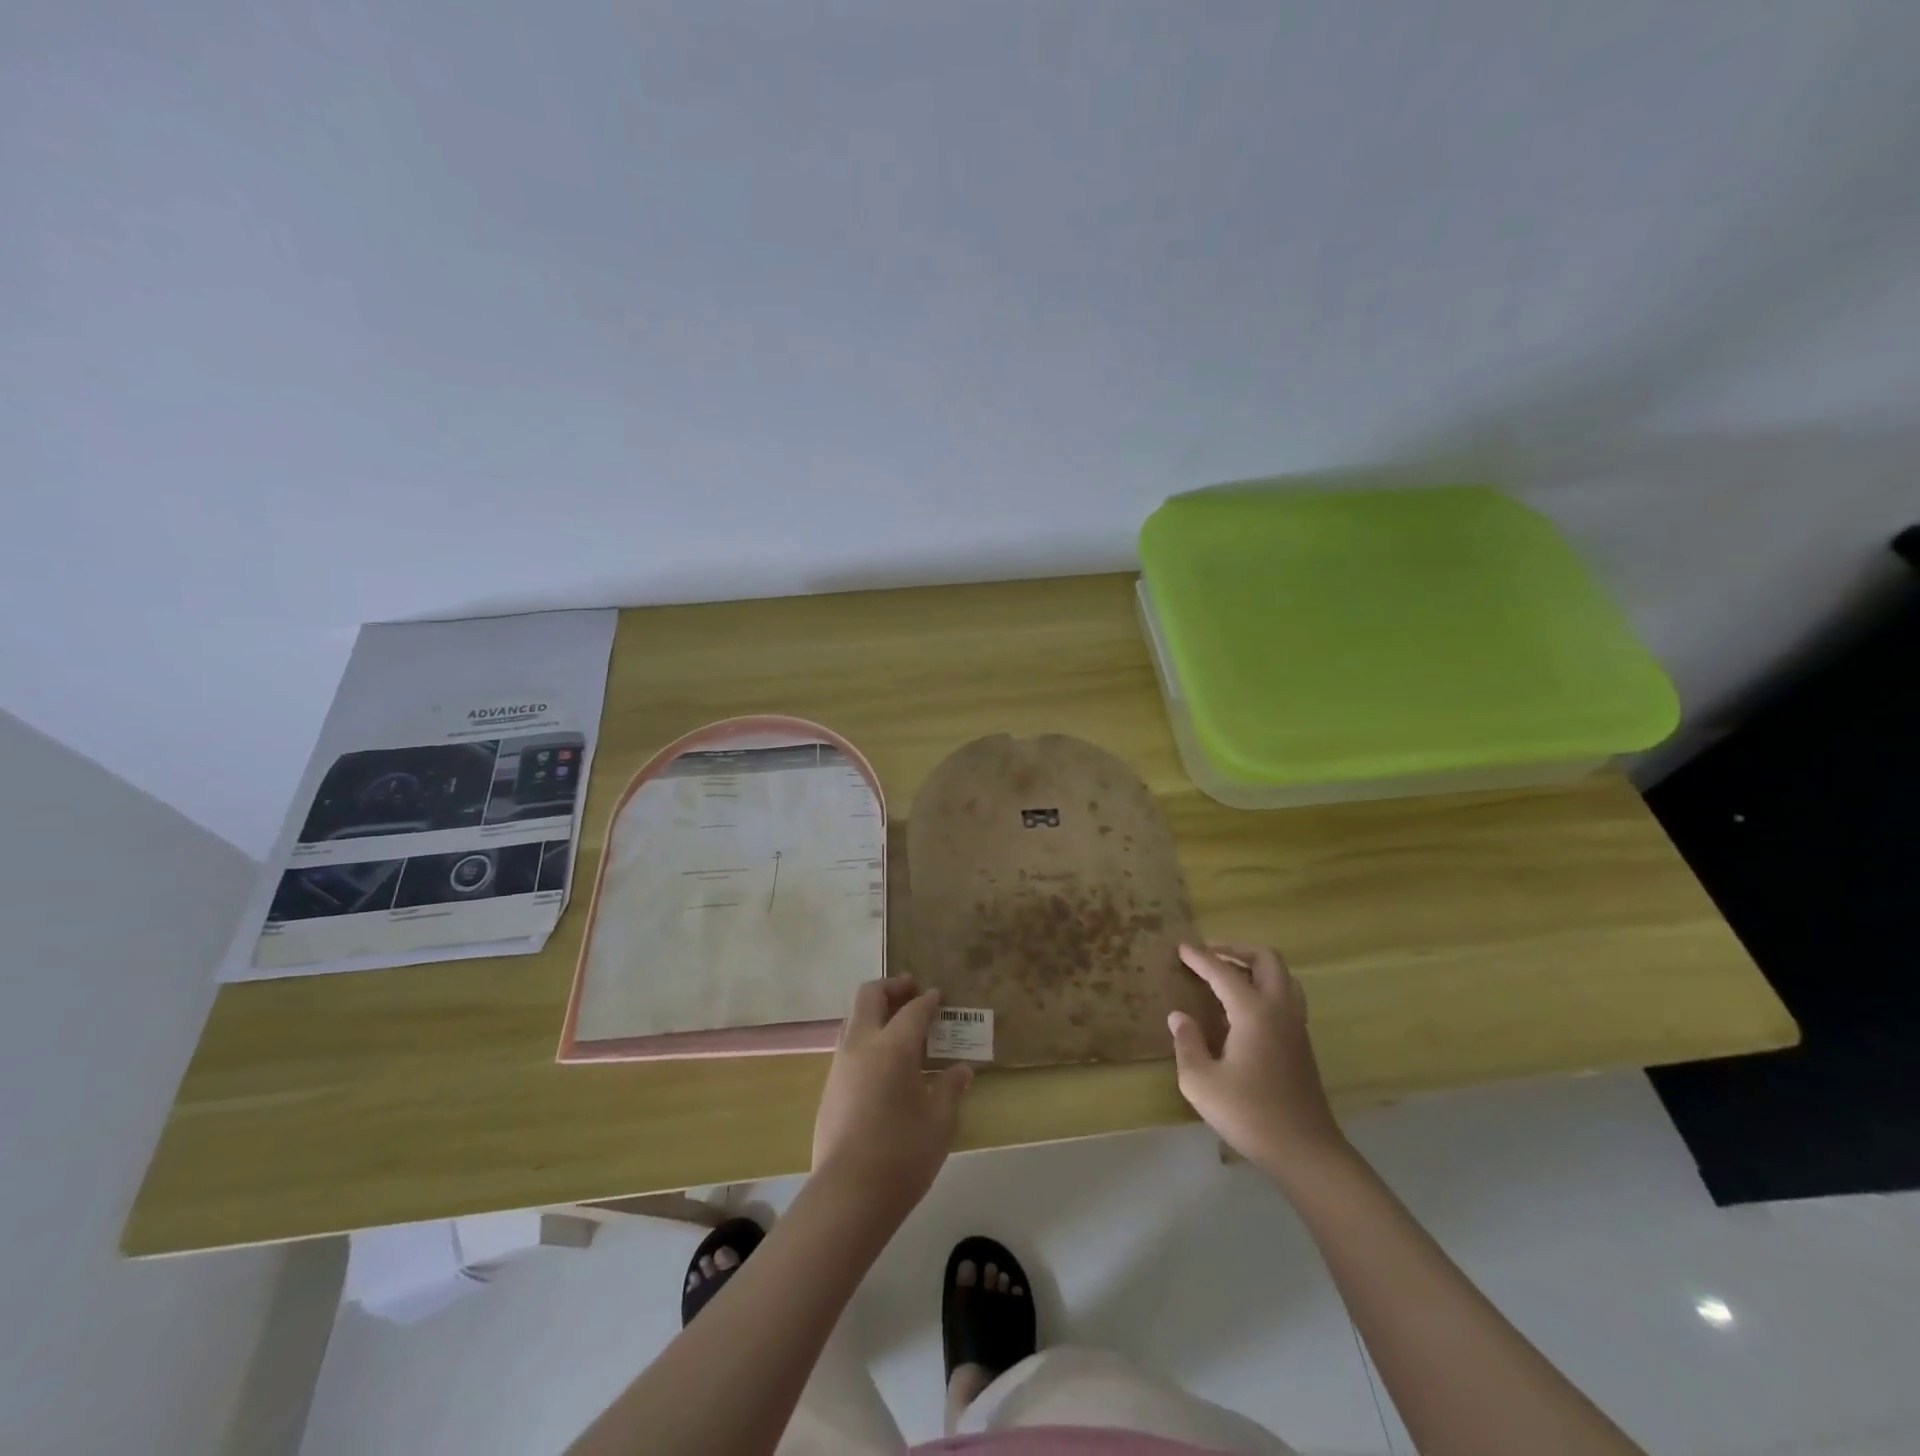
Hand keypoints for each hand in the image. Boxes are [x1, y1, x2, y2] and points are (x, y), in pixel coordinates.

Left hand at [812, 977, 972, 1223]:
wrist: (848, 1195)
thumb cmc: (902, 1154)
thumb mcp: (939, 1122)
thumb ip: (949, 1088)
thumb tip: (961, 1069)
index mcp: (892, 1046)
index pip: (913, 1010)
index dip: (928, 1001)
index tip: (938, 996)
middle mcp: (861, 1045)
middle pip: (869, 996)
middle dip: (891, 987)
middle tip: (912, 990)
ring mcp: (840, 1066)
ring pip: (853, 1020)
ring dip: (875, 1012)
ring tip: (898, 1026)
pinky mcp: (829, 1089)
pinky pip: (848, 1047)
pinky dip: (866, 1039)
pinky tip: (883, 1064)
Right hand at [1169, 943, 1348, 1181]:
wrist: (1306, 1152)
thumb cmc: (1250, 1115)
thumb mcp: (1201, 1082)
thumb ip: (1187, 1043)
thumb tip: (1179, 1016)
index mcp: (1254, 1012)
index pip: (1224, 972)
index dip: (1200, 958)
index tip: (1181, 947)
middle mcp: (1279, 1009)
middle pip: (1266, 959)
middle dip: (1236, 950)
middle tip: (1209, 955)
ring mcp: (1296, 1025)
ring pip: (1282, 976)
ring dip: (1255, 966)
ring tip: (1228, 974)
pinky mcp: (1302, 1043)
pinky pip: (1286, 995)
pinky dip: (1265, 985)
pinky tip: (1244, 1006)